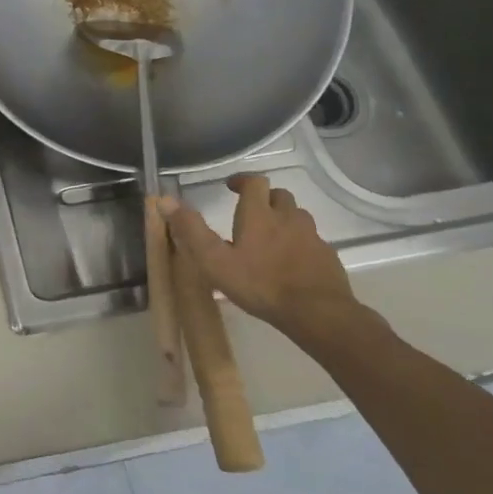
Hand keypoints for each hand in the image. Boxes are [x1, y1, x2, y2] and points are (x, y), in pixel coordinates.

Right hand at [158, 174, 354, 334]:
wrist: (317, 312)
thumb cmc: (260, 284)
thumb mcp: (215, 261)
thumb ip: (191, 230)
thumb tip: (165, 200)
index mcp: (259, 215)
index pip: (255, 182)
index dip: (242, 181)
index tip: (231, 187)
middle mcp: (288, 218)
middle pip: (279, 196)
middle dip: (264, 199)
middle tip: (250, 214)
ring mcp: (312, 237)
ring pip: (297, 217)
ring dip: (283, 220)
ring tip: (269, 239)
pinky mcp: (327, 256)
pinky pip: (311, 241)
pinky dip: (299, 244)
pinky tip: (290, 263)